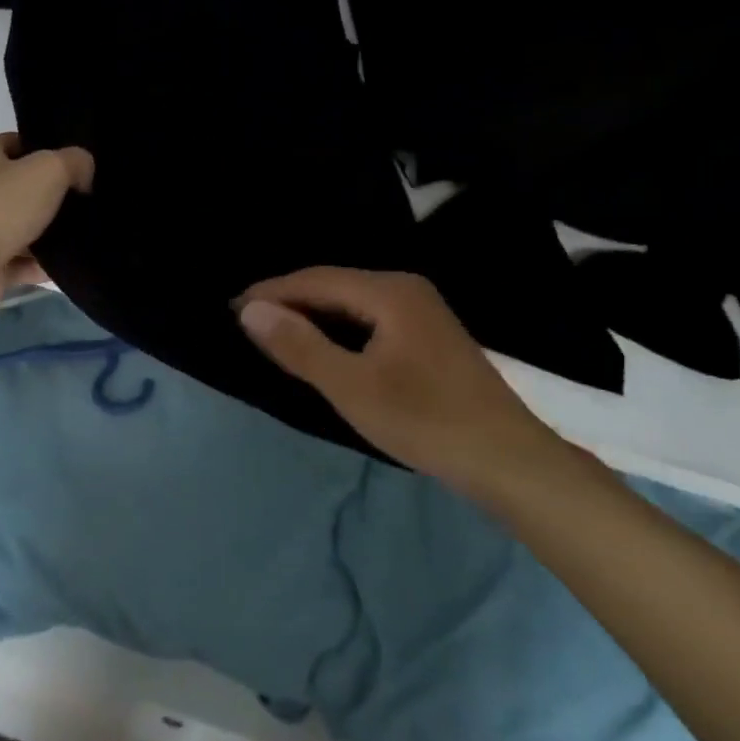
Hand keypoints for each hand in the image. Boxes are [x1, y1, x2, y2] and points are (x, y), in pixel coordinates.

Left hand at [0, 133, 92, 315]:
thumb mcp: (49, 170)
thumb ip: (73, 162)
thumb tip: (84, 170)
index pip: (16, 144)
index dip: (48, 153)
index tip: (78, 169)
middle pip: (18, 188)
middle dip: (50, 197)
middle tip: (85, 203)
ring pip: (17, 227)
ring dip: (45, 235)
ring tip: (82, 236)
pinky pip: (15, 262)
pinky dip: (37, 266)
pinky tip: (65, 268)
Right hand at [236, 268, 557, 484]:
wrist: (509, 461)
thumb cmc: (425, 420)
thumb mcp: (352, 386)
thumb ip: (300, 345)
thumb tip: (251, 310)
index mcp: (389, 291)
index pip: (315, 279)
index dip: (271, 292)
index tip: (230, 308)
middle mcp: (406, 289)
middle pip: (334, 286)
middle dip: (289, 301)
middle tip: (246, 321)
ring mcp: (422, 312)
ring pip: (352, 304)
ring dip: (312, 317)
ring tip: (274, 333)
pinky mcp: (428, 338)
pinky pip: (369, 320)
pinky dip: (338, 331)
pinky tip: (323, 348)